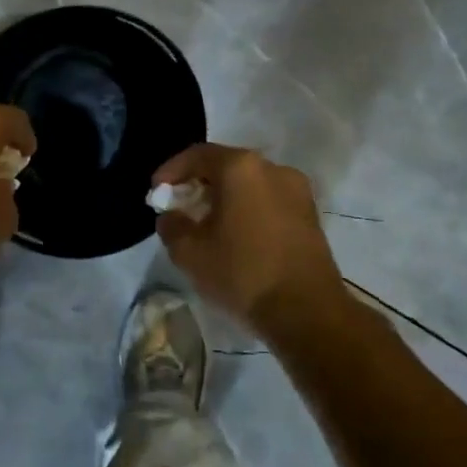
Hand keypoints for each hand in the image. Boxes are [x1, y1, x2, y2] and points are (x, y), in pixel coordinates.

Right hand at [152, 144, 345, 331]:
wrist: (307, 311)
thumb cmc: (243, 274)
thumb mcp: (190, 253)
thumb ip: (171, 226)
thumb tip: (171, 216)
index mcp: (241, 168)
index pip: (197, 155)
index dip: (171, 170)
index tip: (156, 191)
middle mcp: (272, 168)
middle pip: (226, 165)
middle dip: (198, 183)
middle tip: (179, 207)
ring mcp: (296, 190)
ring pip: (249, 183)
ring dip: (225, 197)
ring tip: (207, 224)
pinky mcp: (310, 213)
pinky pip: (268, 199)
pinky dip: (248, 208)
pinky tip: (237, 235)